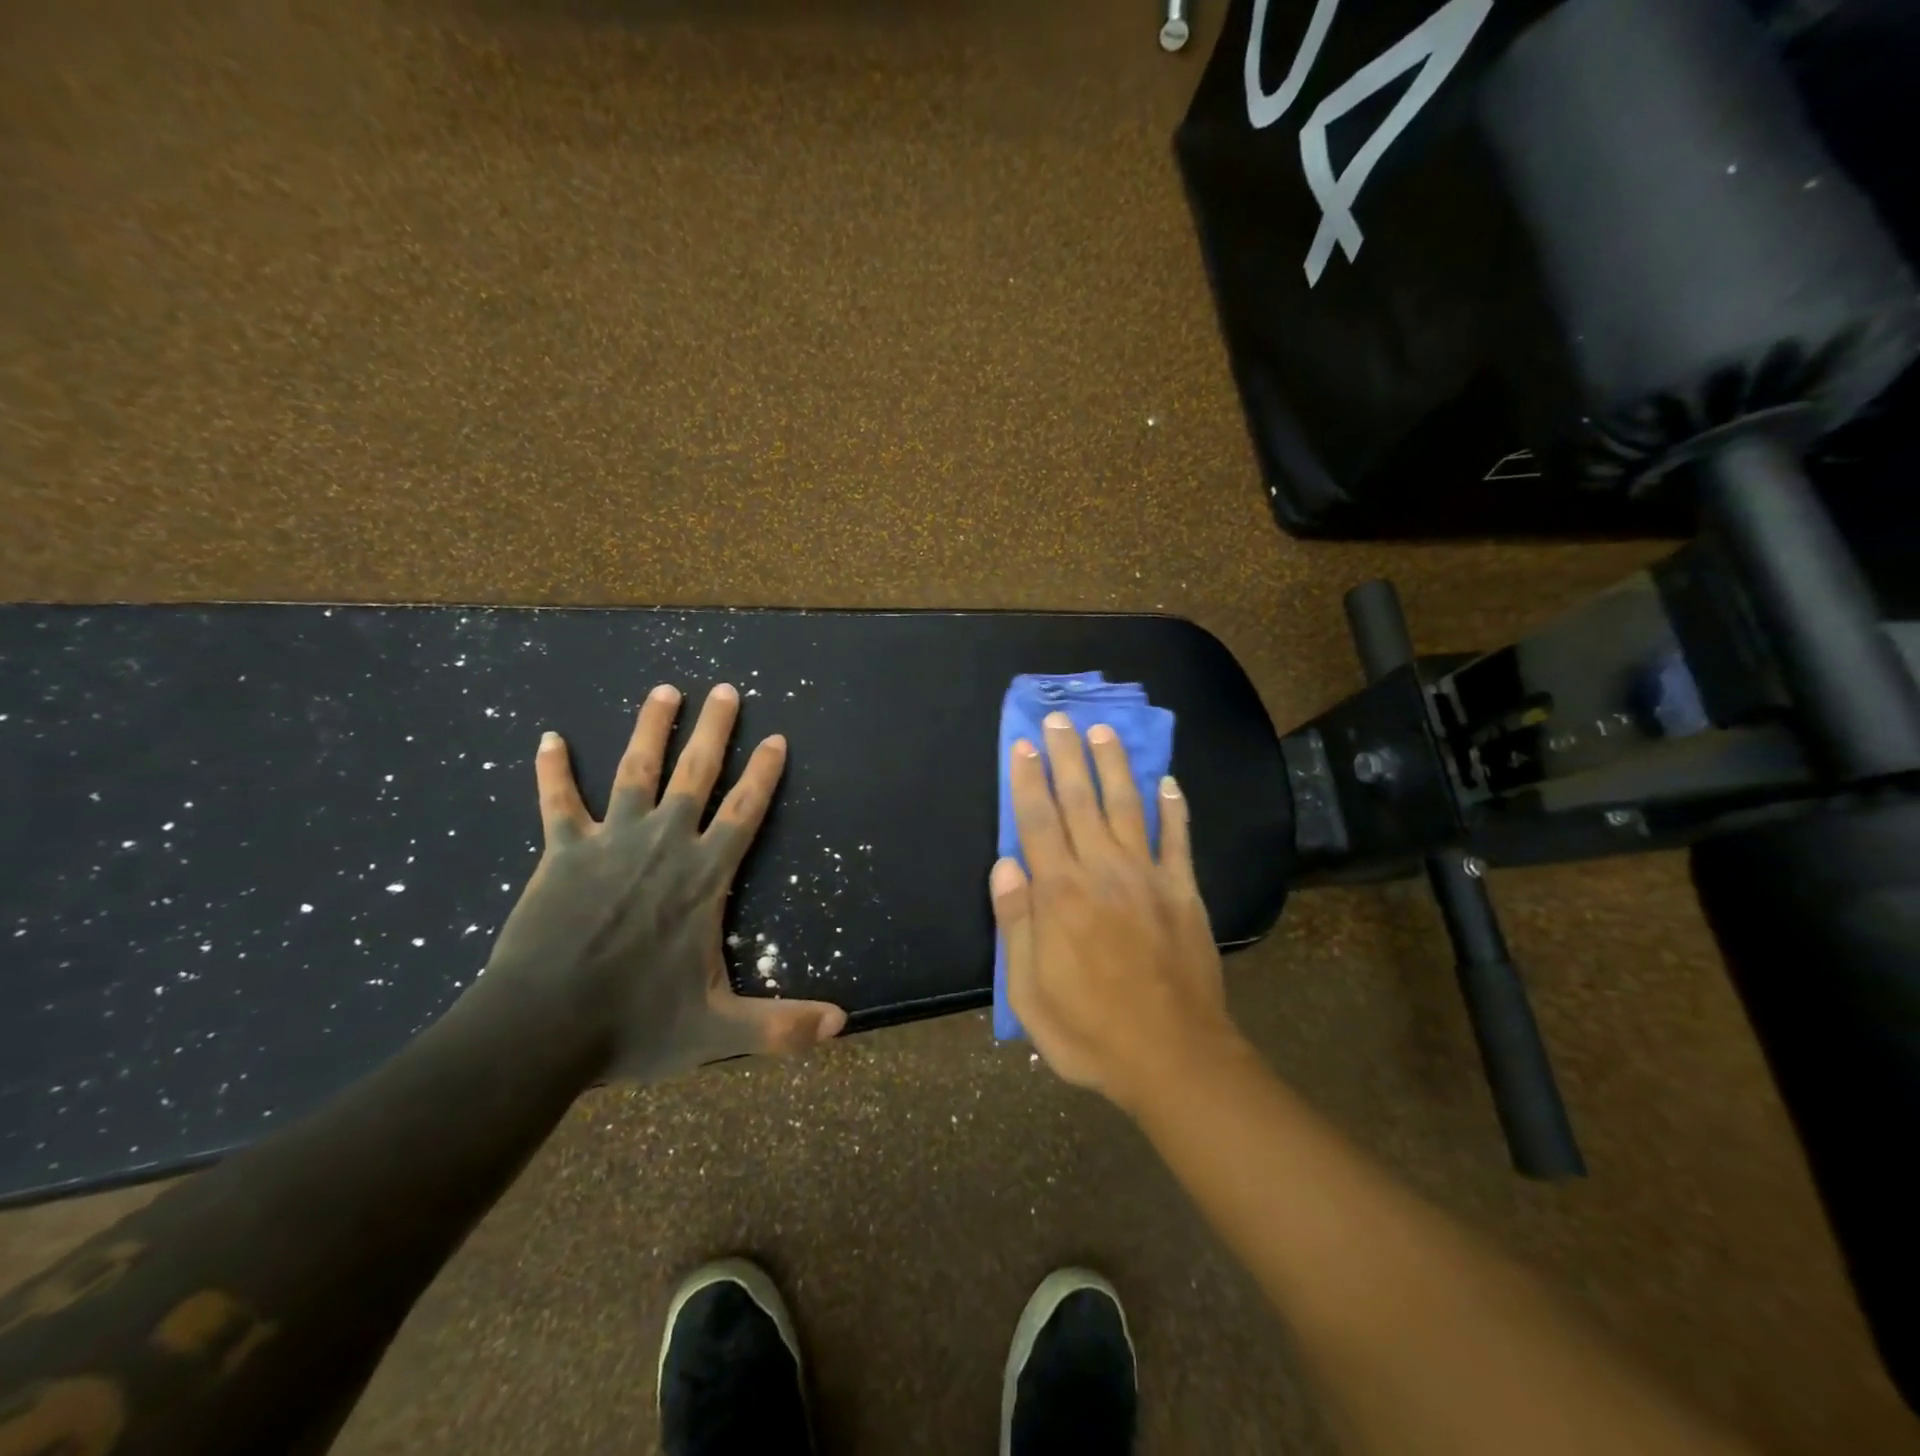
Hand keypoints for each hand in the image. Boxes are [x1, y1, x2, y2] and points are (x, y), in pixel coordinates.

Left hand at [483, 682, 846, 1081]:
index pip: (745, 812)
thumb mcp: (719, 1030)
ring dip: (651, 728)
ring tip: (665, 690)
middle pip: (696, 774)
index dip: (764, 774)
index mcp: (704, 877)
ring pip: (635, 772)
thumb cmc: (635, 1025)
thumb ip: (782, 1025)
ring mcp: (610, 843)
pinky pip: (557, 802)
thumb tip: (844, 1025)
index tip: (777, 738)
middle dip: (715, 729)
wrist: (540, 1031)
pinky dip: (553, 770)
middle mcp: (664, 845)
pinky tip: (549, 737)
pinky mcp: (561, 853)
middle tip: (726, 689)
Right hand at [990, 712, 1241, 1113]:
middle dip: (1065, 756)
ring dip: (1113, 766)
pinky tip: (1168, 782)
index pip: (1037, 821)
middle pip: (1080, 800)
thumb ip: (1015, 923)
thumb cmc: (1089, 1031)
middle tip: (1057, 720)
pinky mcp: (1183, 892)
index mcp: (1059, 894)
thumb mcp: (1029, 991)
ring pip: (1127, 807)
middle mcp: (1102, 871)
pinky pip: (1177, 840)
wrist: (1173, 1058)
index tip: (1022, 743)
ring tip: (1103, 732)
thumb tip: (1005, 864)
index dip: (1027, 779)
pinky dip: (1173, 808)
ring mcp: (1147, 877)